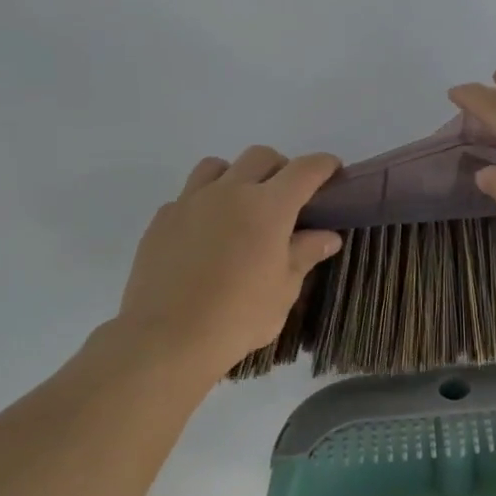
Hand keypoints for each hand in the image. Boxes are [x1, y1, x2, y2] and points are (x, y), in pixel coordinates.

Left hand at [111, 147, 341, 381]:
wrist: (167, 339)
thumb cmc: (238, 317)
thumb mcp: (283, 290)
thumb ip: (304, 254)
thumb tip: (327, 236)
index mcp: (268, 207)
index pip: (304, 170)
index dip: (323, 165)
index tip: (333, 170)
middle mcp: (230, 192)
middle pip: (261, 157)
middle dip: (280, 168)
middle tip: (286, 198)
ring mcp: (191, 201)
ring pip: (217, 166)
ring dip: (236, 176)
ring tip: (239, 207)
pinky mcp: (162, 219)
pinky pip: (187, 196)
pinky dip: (203, 205)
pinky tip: (204, 235)